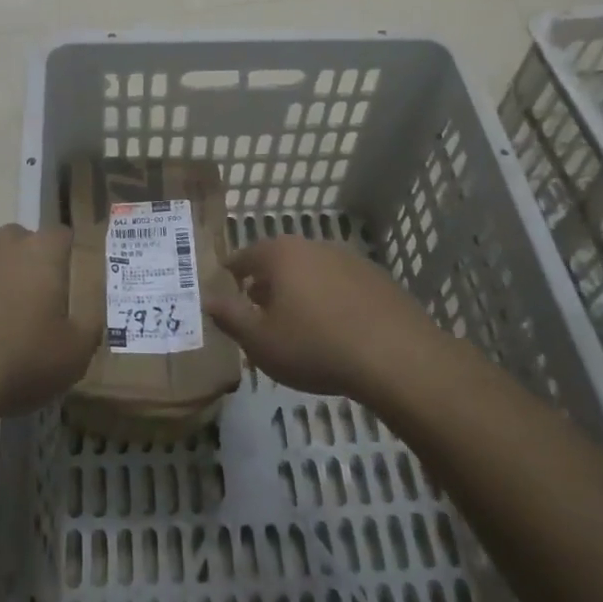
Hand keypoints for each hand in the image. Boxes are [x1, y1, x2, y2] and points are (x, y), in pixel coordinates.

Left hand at [0, 224, 96, 425]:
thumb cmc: (15, 362)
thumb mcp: (74, 355)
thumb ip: (90, 325)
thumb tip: (88, 310)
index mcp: (41, 251)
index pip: (65, 237)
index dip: (70, 261)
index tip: (70, 292)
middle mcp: (0, 242)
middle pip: (22, 244)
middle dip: (29, 269)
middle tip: (32, 311)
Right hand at [205, 237, 440, 401]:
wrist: (395, 356)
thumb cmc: (315, 346)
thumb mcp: (260, 341)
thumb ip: (230, 317)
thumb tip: (207, 298)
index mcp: (280, 254)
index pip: (243, 256)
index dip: (230, 275)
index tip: (225, 292)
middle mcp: (312, 245)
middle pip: (278, 260)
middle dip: (265, 284)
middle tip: (258, 313)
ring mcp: (348, 258)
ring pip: (311, 271)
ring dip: (299, 291)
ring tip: (297, 325)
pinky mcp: (376, 278)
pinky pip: (340, 284)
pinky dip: (330, 300)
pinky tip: (335, 330)